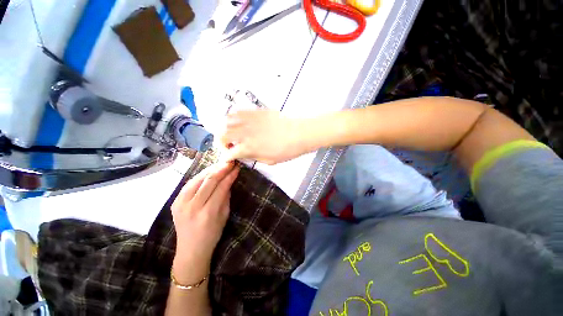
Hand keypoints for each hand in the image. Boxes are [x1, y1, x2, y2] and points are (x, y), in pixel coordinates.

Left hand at [171, 162, 238, 282]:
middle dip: (221, 169)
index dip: (230, 175)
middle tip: (229, 162)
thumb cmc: (212, 234)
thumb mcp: (224, 216)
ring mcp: (181, 204)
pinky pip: (189, 184)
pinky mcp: (175, 202)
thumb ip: (226, 196)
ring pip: (197, 179)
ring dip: (210, 170)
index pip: (221, 187)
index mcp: (208, 212)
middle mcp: (193, 206)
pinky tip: (208, 172)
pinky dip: (200, 176)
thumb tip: (229, 180)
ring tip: (220, 164)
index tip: (236, 167)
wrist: (190, 250)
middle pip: (208, 181)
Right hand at [220, 109, 309, 164]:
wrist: (299, 133)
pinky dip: (234, 117)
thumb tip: (243, 154)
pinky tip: (239, 122)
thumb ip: (253, 157)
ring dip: (225, 128)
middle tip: (228, 146)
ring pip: (227, 121)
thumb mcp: (269, 160)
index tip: (228, 158)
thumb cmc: (286, 150)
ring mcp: (250, 120)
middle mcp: (245, 133)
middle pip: (223, 135)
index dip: (226, 157)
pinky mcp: (256, 112)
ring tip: (231, 133)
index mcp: (249, 148)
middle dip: (221, 142)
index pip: (229, 153)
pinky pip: (239, 111)